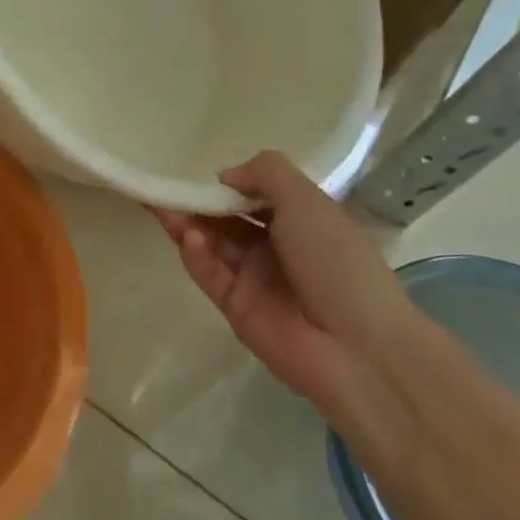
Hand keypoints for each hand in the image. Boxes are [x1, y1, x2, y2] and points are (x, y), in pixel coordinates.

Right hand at [152, 152, 422, 464]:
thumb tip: (224, 177)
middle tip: (164, 187)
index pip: (256, 194)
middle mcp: (276, 246)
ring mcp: (254, 278)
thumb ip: (265, 174)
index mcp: (301, 220)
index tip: (198, 171)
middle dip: (198, 202)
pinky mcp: (235, 306)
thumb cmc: (337, 262)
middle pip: (227, 218)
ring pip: (212, 244)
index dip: (228, 183)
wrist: (357, 348)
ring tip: (162, 205)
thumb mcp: (308, 201)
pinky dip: (196, 255)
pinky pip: (209, 274)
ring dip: (188, 224)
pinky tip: (189, 238)